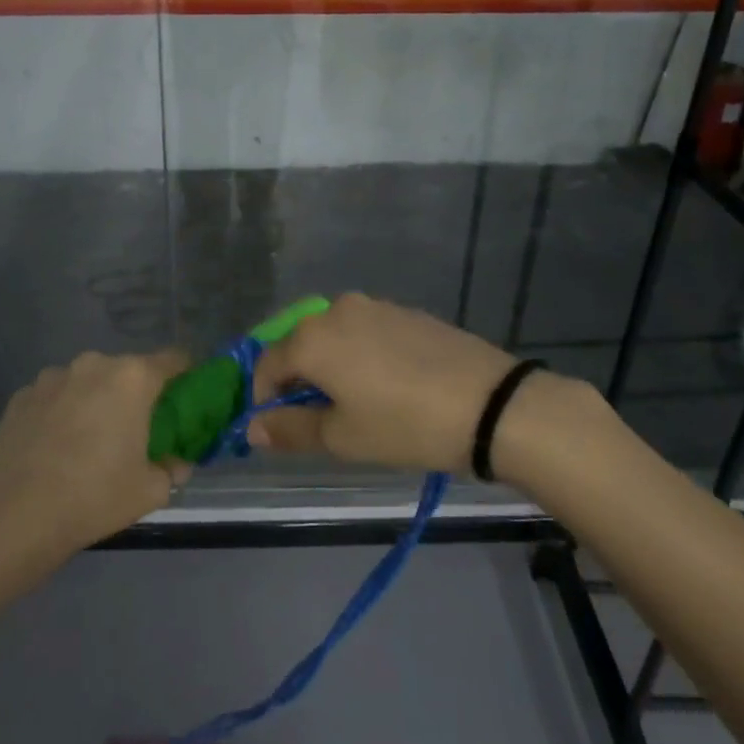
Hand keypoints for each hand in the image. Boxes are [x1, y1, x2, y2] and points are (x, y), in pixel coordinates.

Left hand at [0, 349, 192, 556]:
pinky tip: (55, 446)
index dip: (186, 374)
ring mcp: (53, 376)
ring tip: (90, 439)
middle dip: (136, 393)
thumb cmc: (94, 496)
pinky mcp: (22, 394)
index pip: (174, 359)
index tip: (187, 396)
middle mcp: (94, 364)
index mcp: (133, 378)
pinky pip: (56, 395)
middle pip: (128, 370)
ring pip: (88, 381)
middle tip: (137, 428)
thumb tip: (176, 464)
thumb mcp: (149, 490)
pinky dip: (63, 411)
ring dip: (96, 399)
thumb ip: (171, 470)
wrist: (13, 513)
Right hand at [249, 293, 539, 472]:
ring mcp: (375, 306)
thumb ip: (290, 429)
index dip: (264, 398)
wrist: (490, 404)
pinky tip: (386, 385)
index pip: (267, 364)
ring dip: (330, 367)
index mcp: (312, 337)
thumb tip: (253, 426)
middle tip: (317, 419)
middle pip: (300, 345)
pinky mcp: (406, 312)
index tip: (278, 428)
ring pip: (334, 337)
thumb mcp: (342, 437)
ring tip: (354, 404)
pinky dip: (360, 355)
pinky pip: (366, 332)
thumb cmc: (404, 424)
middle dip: (298, 381)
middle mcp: (336, 310)